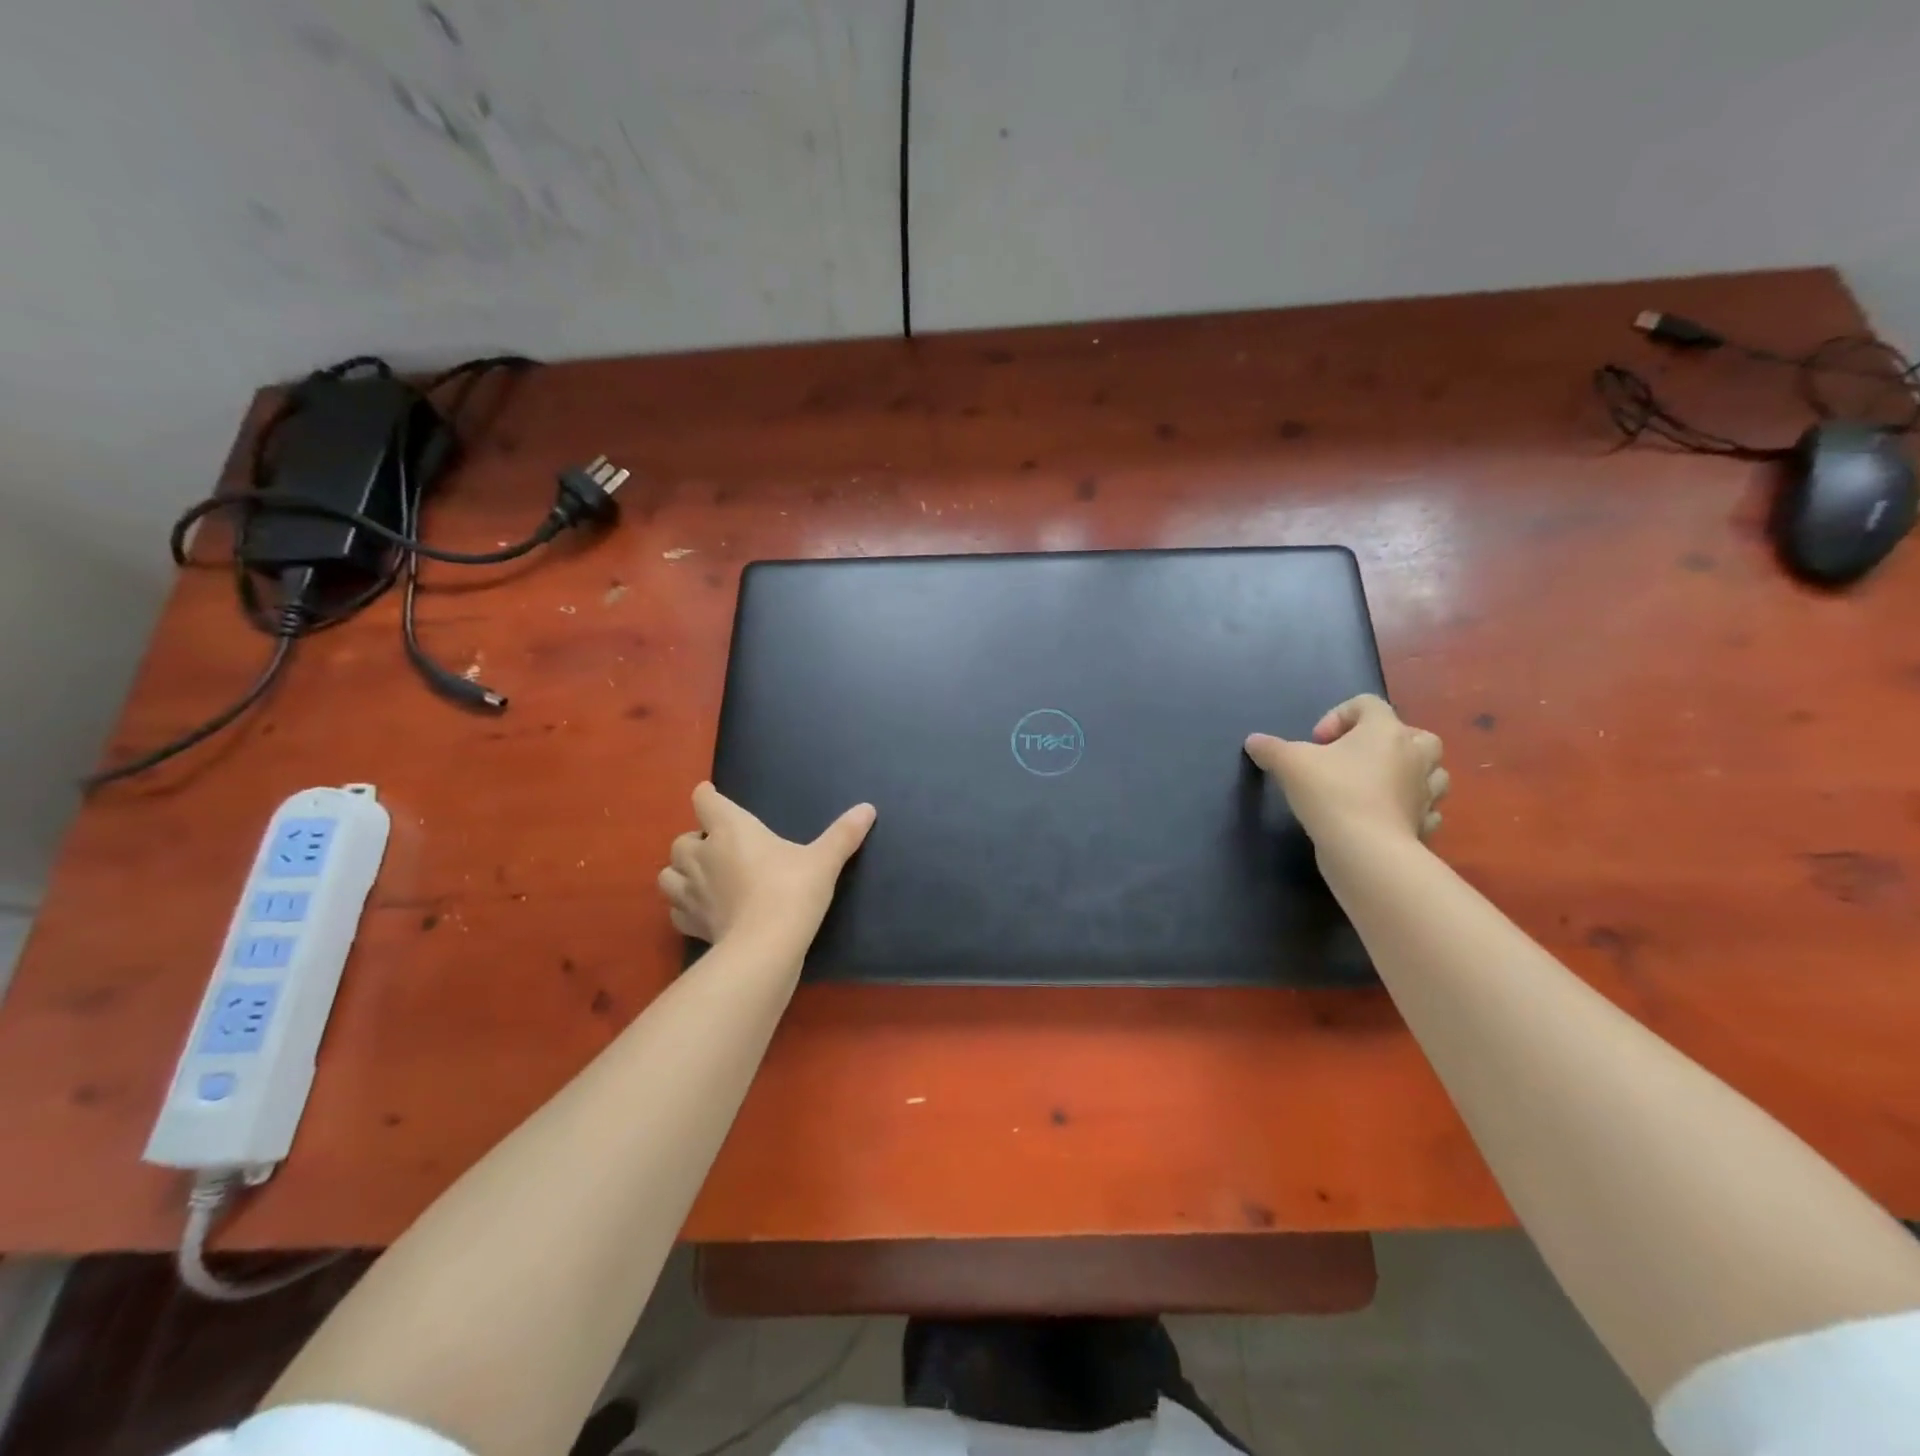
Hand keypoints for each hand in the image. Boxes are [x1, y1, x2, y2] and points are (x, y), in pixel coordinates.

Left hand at [657, 783, 875, 945]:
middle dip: (695, 841)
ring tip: (702, 877)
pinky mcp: (691, 924)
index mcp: (730, 829)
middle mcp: (703, 856)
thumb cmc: (792, 891)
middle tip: (718, 847)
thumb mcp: (823, 860)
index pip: (705, 800)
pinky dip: (684, 907)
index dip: (707, 796)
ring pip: (669, 875)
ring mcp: (692, 892)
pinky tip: (702, 910)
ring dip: (681, 872)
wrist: (766, 947)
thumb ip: (843, 834)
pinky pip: (676, 911)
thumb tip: (868, 808)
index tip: (712, 795)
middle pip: (682, 839)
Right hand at [1245, 695, 1447, 845]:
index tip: (1316, 743)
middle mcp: (1414, 755)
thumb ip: (1270, 749)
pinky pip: (1425, 807)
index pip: (1368, 704)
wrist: (1366, 850)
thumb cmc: (1331, 793)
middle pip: (1411, 733)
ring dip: (1406, 772)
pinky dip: (1410, 808)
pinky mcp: (1425, 823)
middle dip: (1383, 742)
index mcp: (1385, 731)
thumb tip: (1253, 741)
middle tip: (1352, 759)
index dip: (1338, 716)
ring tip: (1375, 785)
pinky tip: (1385, 815)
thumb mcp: (1289, 764)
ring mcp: (1426, 791)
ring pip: (1429, 770)